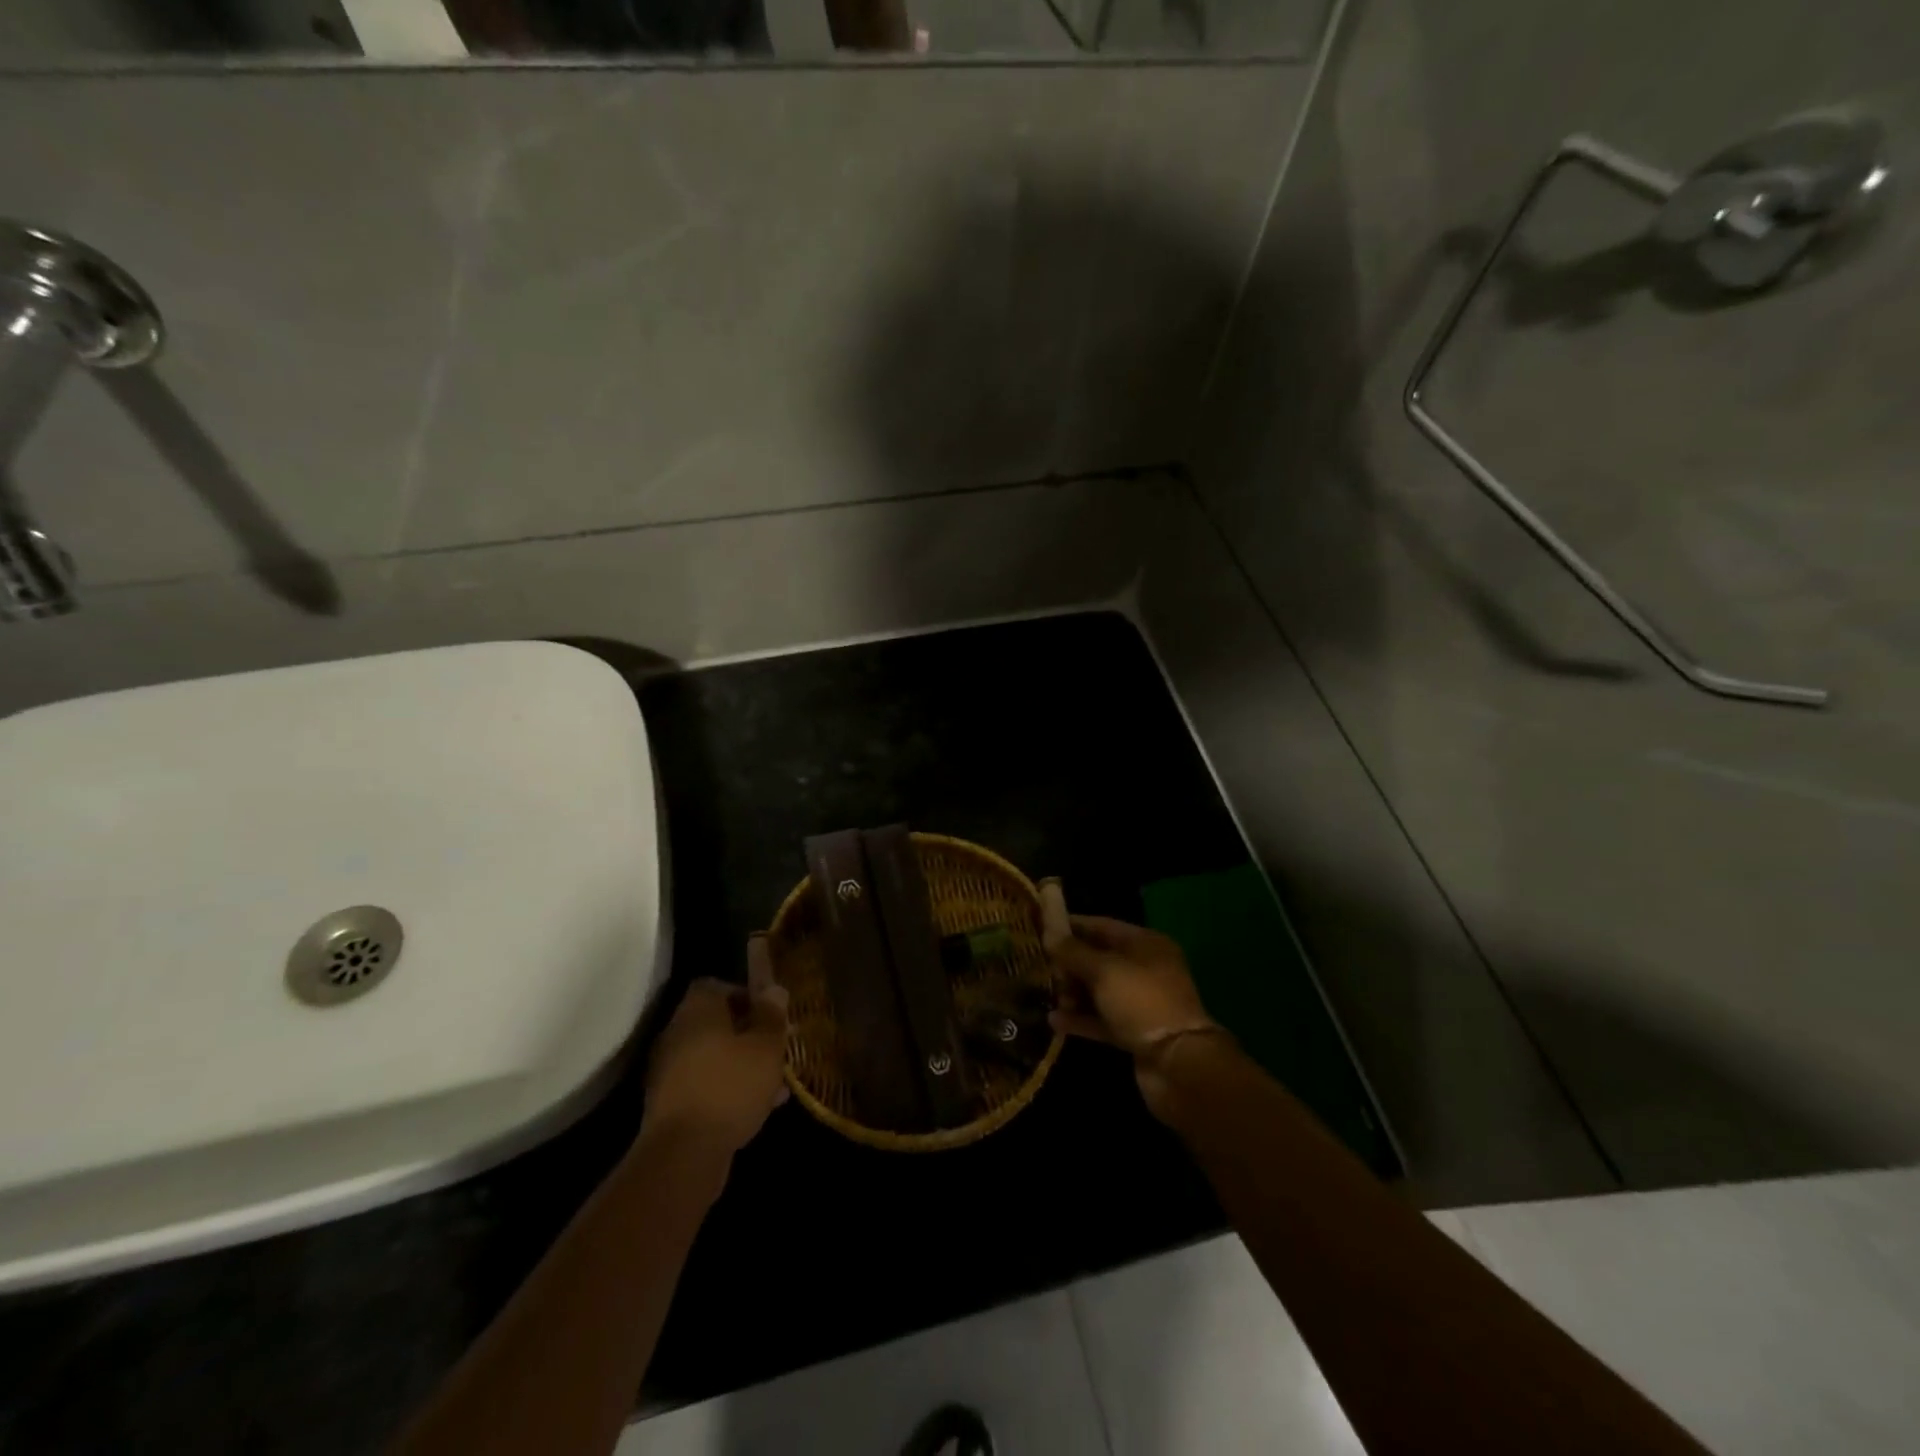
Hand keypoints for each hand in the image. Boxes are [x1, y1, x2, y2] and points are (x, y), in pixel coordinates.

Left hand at [642, 937, 790, 1157]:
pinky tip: (757, 1108)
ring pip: (713, 1057)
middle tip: (777, 1049)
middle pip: (716, 1023)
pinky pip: (705, 1085)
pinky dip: (728, 1090)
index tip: (770, 1014)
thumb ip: (772, 1015)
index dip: (746, 994)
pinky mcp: (669, 1105)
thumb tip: (774, 989)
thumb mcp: (766, 1046)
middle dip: (749, 1034)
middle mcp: (677, 1034)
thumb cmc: (730, 1086)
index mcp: (697, 1010)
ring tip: (775, 1083)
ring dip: (742, 1064)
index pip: (717, 985)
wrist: (683, 1154)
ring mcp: (669, 1071)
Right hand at [1042, 891, 1219, 1119]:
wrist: (1176, 1063)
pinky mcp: (1134, 1031)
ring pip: (1098, 990)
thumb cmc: (1141, 1001)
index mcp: (1145, 944)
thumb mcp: (1104, 970)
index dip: (1071, 925)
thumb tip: (1049, 934)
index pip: (1101, 926)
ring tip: (1044, 995)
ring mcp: (1140, 1002)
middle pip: (1099, 958)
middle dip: (1069, 963)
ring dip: (1072, 992)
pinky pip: (1101, 1019)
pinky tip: (1054, 1021)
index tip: (1040, 927)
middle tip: (1039, 966)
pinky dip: (1080, 1018)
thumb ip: (1073, 952)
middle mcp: (1144, 969)